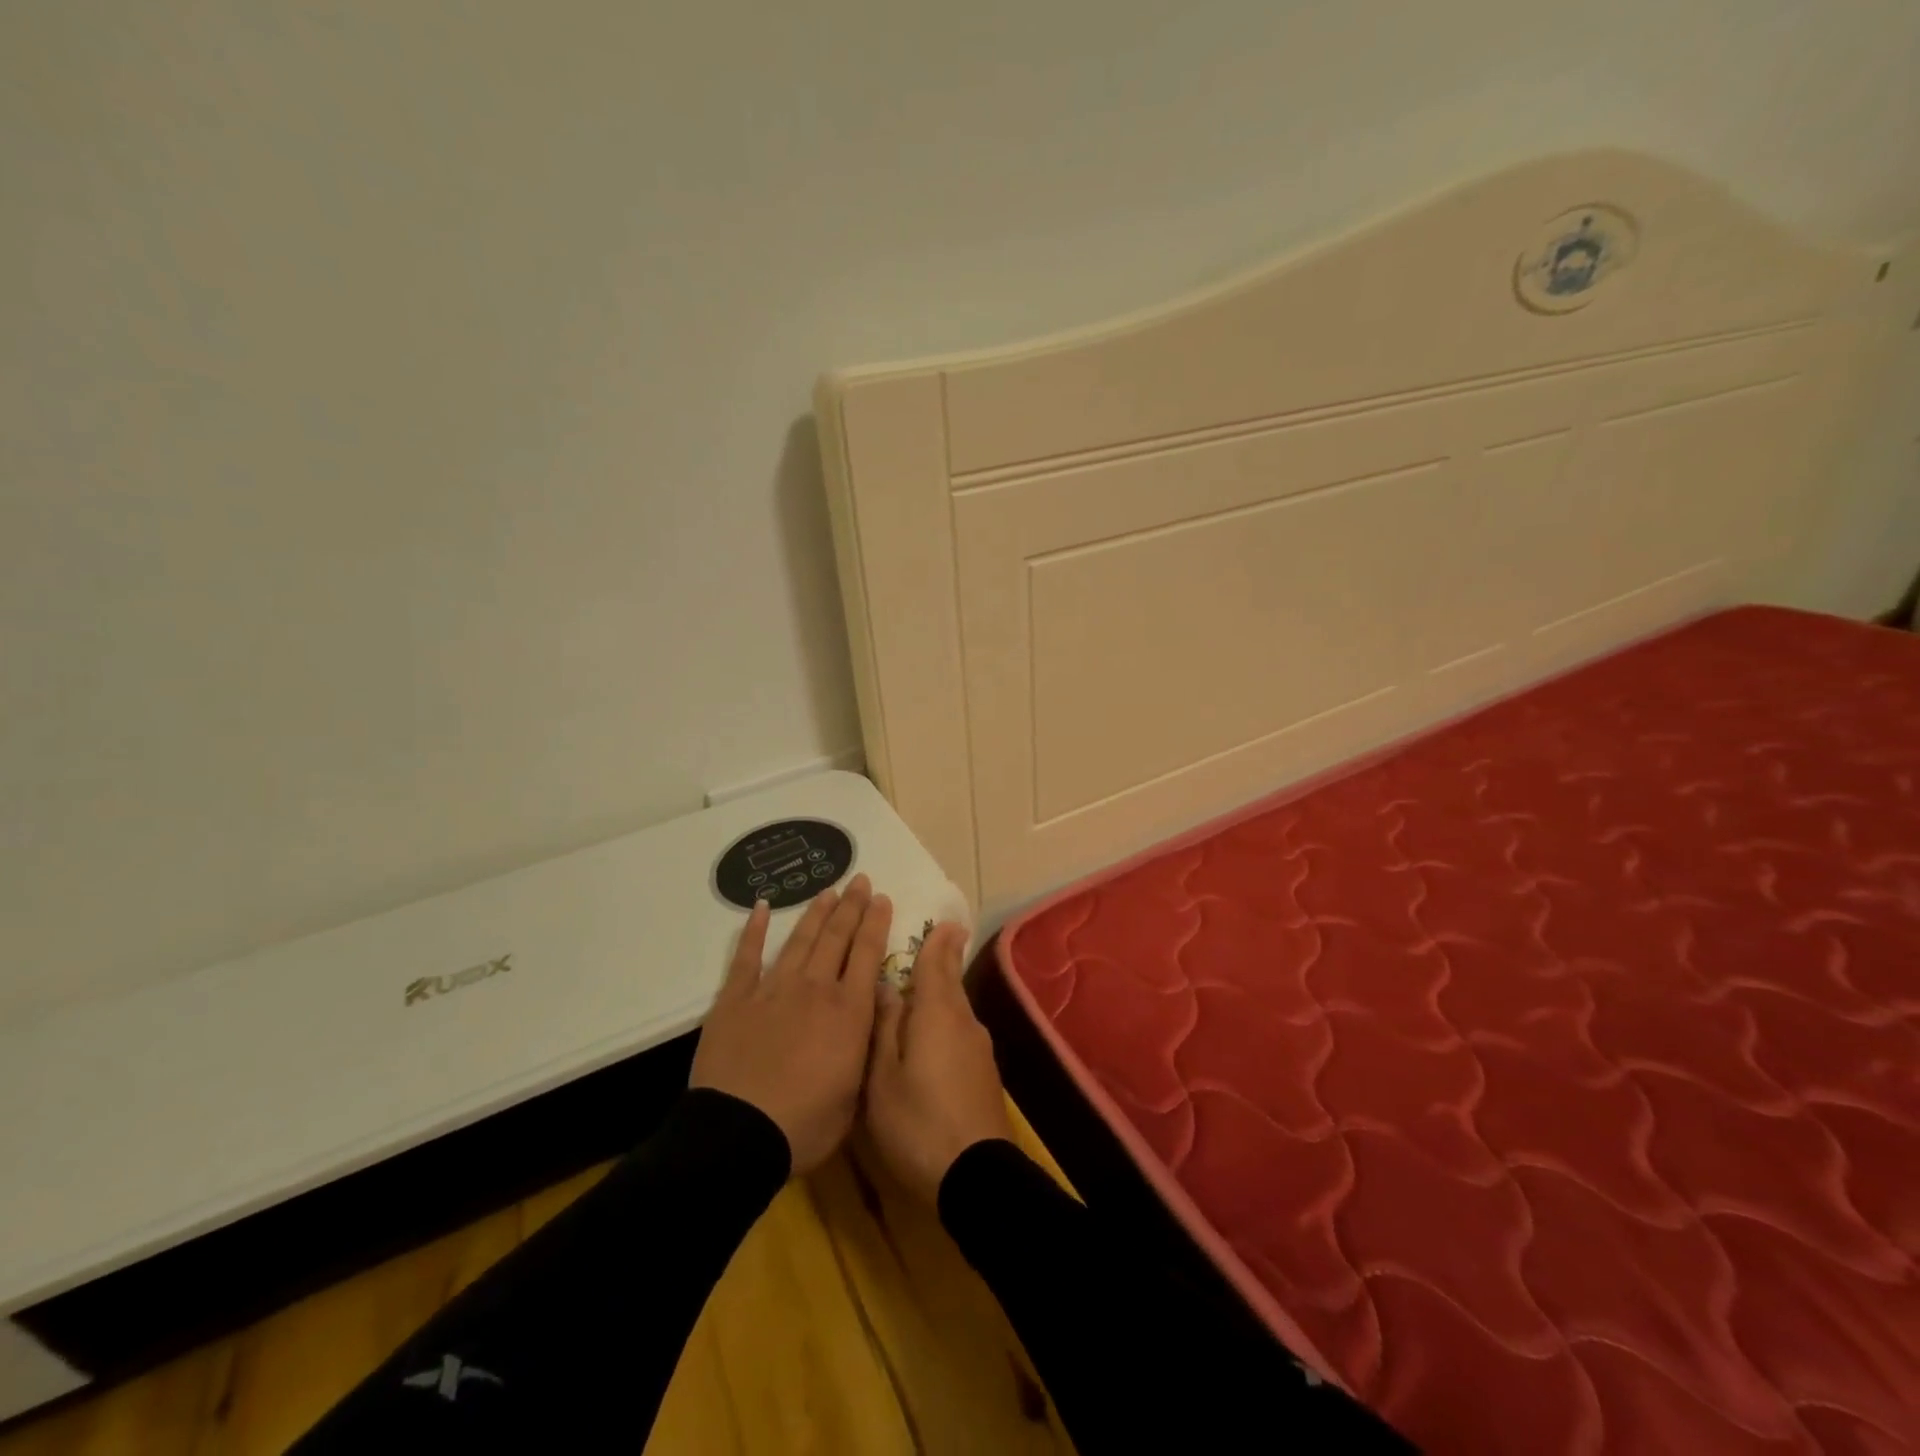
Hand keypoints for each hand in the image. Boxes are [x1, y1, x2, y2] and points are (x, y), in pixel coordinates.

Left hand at [691, 875, 891, 1174]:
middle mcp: (815, 989)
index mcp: (849, 1012)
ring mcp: (773, 989)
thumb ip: (863, 1047)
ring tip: (829, 891)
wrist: (740, 1134)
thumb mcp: (855, 1093)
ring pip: (800, 940)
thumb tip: (869, 1016)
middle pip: (837, 937)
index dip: (876, 923)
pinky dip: (753, 931)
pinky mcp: (736, 999)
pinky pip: (746, 957)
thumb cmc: (805, 1124)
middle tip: (860, 880)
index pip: (868, 954)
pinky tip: (760, 908)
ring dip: (816, 913)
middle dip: (851, 907)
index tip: (882, 899)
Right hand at [863, 920, 1012, 1203]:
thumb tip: (884, 986)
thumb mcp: (883, 1076)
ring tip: (915, 994)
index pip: (938, 962)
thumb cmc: (918, 1121)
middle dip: (939, 963)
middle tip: (925, 947)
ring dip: (939, 996)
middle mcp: (964, 1021)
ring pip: (955, 1009)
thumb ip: (884, 1026)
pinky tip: (929, 1039)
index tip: (942, 920)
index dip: (938, 940)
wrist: (976, 1174)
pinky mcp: (984, 1073)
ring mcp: (979, 1047)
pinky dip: (944, 1024)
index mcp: (938, 1012)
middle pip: (950, 982)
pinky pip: (960, 1032)